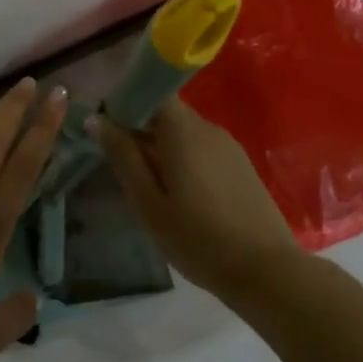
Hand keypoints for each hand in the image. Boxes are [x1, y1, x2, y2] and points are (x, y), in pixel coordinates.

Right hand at [94, 98, 301, 299]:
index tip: (108, 127)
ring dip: (162, 146)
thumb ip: (123, 156)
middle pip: (167, 112)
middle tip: (121, 163)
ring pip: (184, 132)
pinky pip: (202, 148)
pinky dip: (183, 158)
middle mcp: (207, 127)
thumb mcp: (148, 203)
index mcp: (182, 130)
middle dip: (141, 128)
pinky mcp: (241, 164)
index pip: (152, 90)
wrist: (267, 271)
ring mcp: (228, 145)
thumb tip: (96, 118)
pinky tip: (180, 193)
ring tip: (148, 184)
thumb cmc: (198, 239)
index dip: (127, 101)